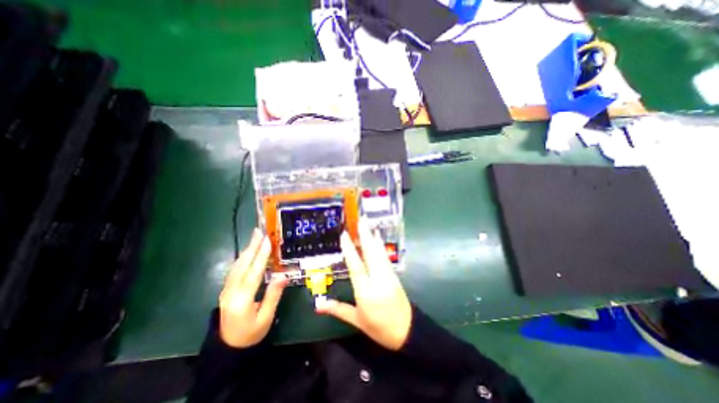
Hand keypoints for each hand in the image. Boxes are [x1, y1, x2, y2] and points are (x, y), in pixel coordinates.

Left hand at [218, 228, 288, 347]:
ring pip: (236, 266)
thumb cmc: (251, 334)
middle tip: (259, 231)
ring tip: (254, 238)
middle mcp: (231, 291)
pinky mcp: (226, 290)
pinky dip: (242, 258)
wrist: (228, 348)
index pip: (254, 272)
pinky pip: (234, 270)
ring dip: (246, 250)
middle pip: (242, 265)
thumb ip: (273, 295)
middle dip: (252, 246)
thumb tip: (283, 275)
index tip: (267, 240)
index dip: (261, 255)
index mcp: (242, 299)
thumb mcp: (266, 317)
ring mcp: (226, 290)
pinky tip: (247, 253)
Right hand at [315, 223, 409, 350]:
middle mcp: (377, 279)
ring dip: (373, 237)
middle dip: (365, 235)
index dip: (350, 249)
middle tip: (361, 220)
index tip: (344, 235)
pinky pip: (385, 257)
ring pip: (379, 252)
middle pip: (370, 253)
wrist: (407, 330)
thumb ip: (338, 309)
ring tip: (368, 224)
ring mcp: (388, 275)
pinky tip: (378, 238)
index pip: (355, 265)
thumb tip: (318, 306)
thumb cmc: (379, 327)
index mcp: (365, 291)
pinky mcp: (394, 274)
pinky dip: (381, 245)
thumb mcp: (357, 320)